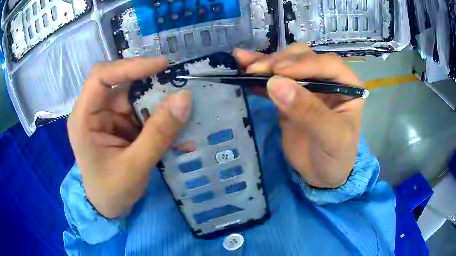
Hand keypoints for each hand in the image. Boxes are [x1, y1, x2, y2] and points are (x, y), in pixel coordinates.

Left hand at [68, 57, 191, 217]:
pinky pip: (142, 112)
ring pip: (136, 97)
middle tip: (178, 88)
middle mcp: (94, 111)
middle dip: (150, 85)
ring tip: (182, 114)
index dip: (130, 66)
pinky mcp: (120, 124)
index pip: (101, 77)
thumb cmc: (112, 191)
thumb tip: (184, 98)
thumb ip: (158, 134)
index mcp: (84, 118)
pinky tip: (175, 132)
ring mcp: (108, 117)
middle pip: (122, 84)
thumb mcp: (135, 167)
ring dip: (159, 104)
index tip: (162, 65)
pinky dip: (159, 119)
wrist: (109, 208)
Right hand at [234, 44, 363, 187]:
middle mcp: (328, 79)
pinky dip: (259, 75)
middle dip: (280, 61)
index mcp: (347, 85)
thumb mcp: (331, 137)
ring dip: (265, 62)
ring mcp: (308, 85)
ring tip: (244, 64)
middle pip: (304, 58)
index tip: (278, 72)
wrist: (322, 174)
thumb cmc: (336, 156)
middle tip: (257, 71)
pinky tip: (243, 67)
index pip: (328, 64)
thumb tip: (275, 83)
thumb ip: (308, 111)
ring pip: (287, 64)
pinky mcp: (290, 95)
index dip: (304, 64)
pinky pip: (274, 80)